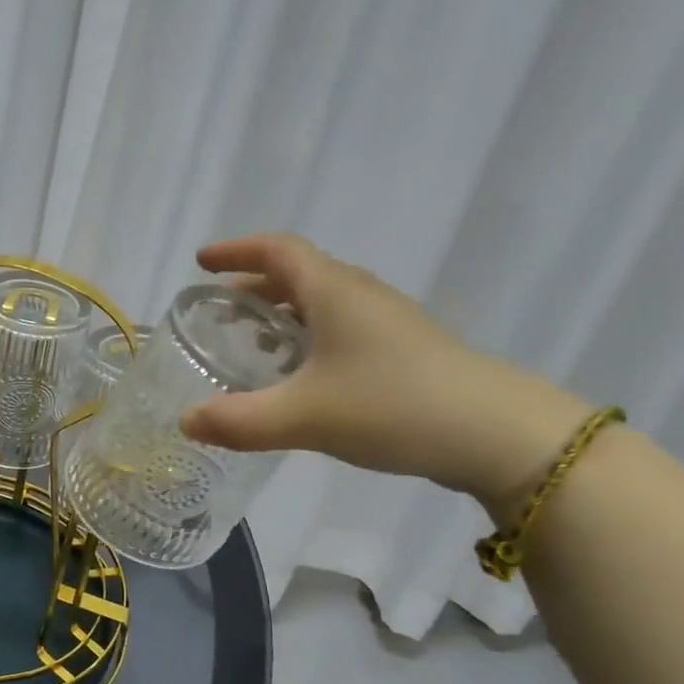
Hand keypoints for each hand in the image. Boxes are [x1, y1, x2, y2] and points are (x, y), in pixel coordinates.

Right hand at [180, 233, 588, 507]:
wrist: (498, 434)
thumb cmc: (392, 406)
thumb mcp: (304, 416)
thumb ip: (239, 421)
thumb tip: (186, 422)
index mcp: (333, 291)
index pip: (277, 250)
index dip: (236, 251)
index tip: (202, 262)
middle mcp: (360, 295)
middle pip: (298, 273)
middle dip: (253, 287)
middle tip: (219, 312)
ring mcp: (387, 321)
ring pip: (322, 302)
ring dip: (282, 313)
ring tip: (253, 345)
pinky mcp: (404, 350)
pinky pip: (341, 328)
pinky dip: (309, 337)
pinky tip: (302, 377)